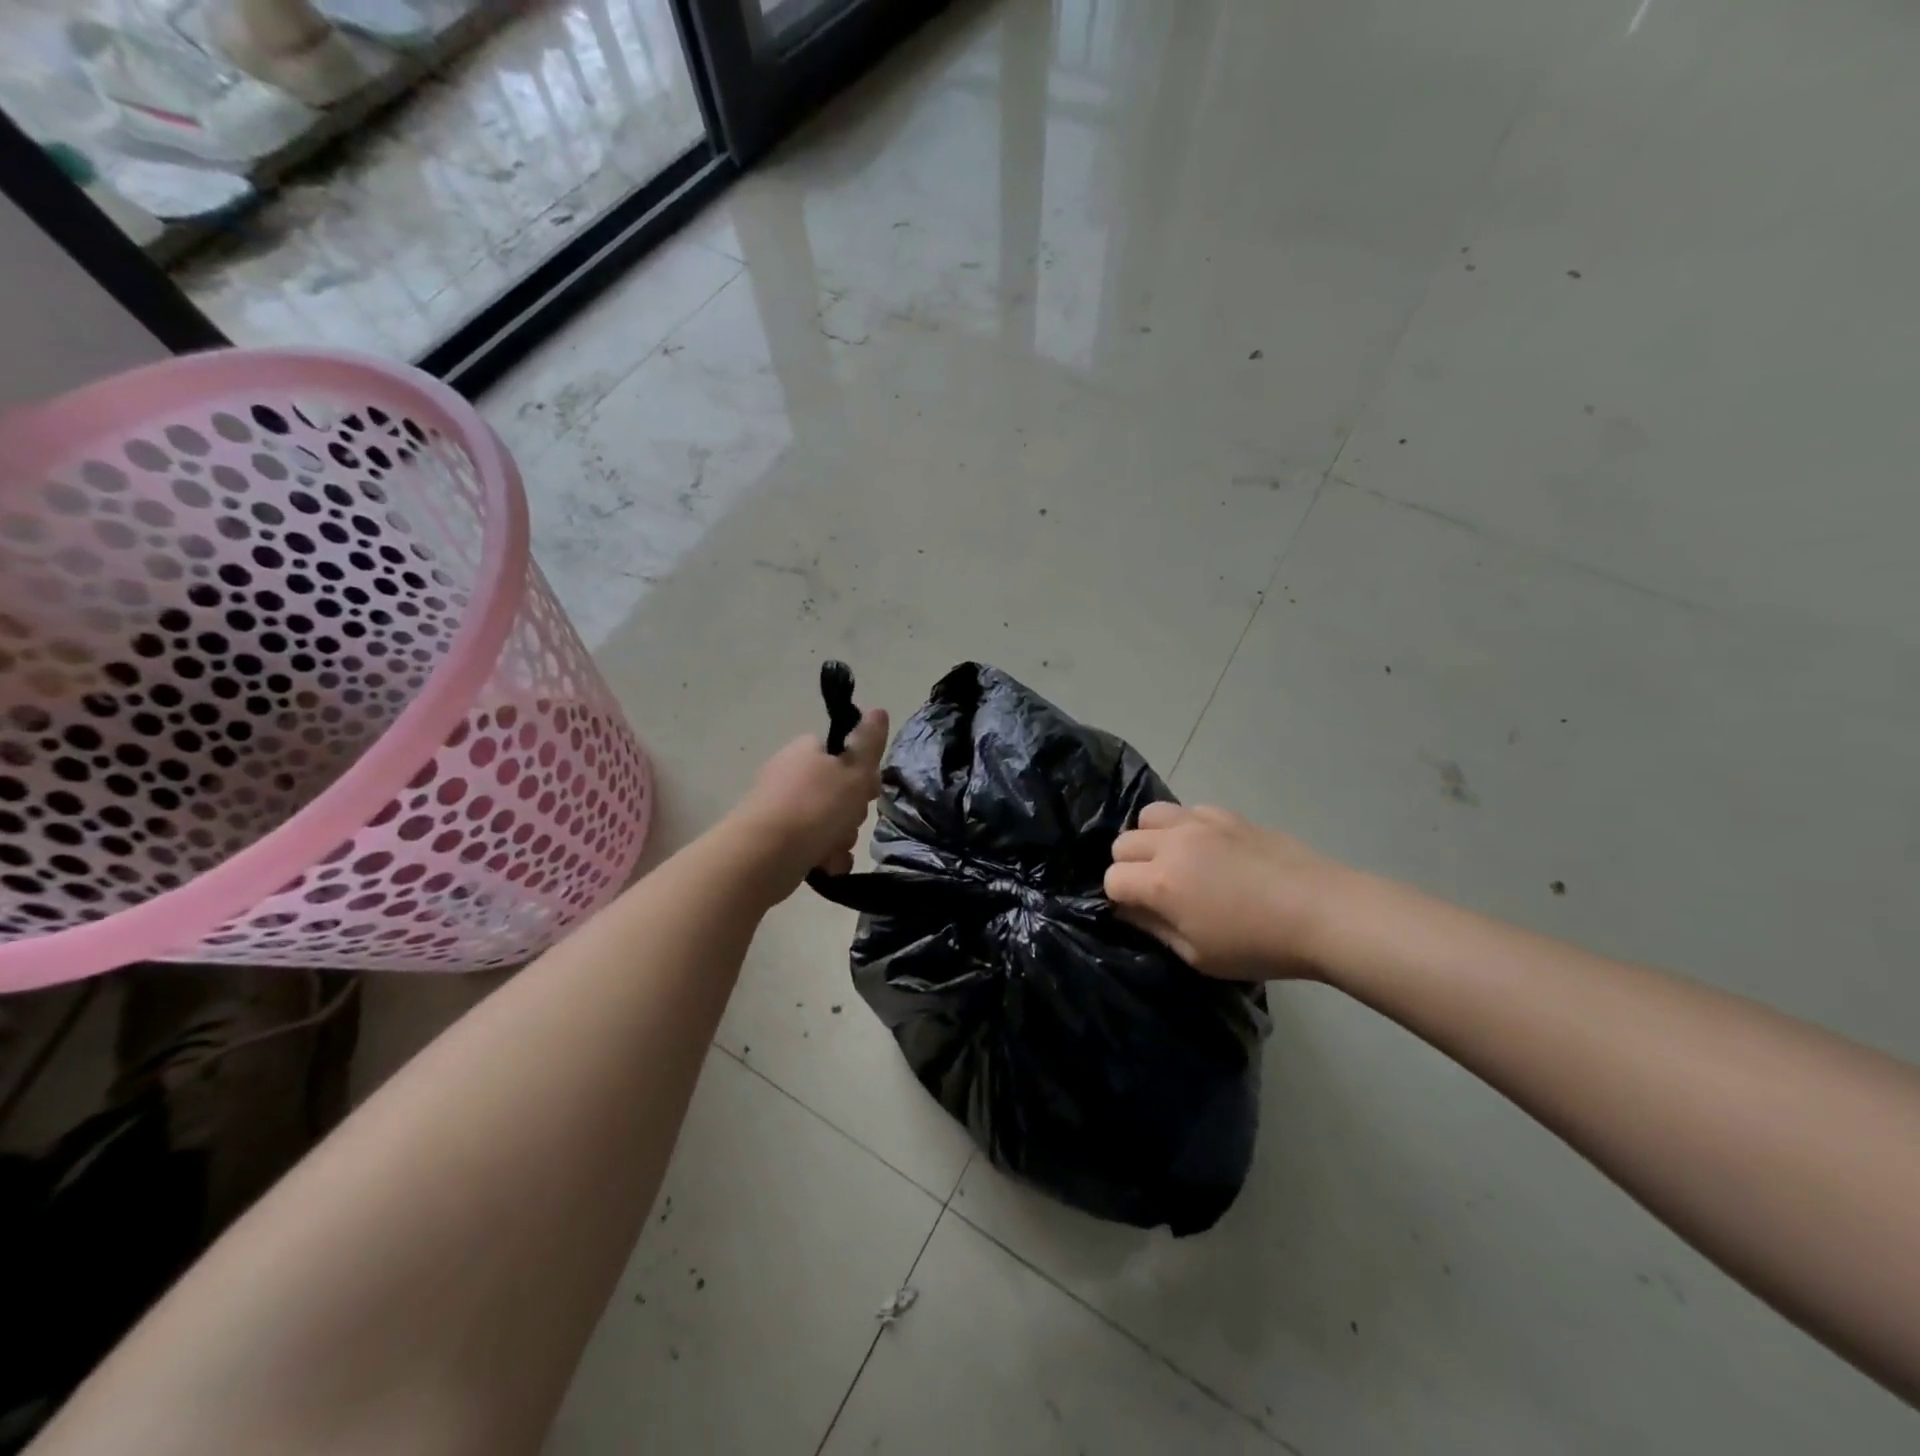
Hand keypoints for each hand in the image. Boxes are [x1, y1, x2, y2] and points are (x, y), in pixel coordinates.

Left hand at [728, 709, 889, 893]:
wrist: (763, 856)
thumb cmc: (815, 806)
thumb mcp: (854, 771)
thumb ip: (869, 743)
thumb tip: (878, 710)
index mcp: (806, 750)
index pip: (843, 753)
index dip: (863, 773)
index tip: (869, 791)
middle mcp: (791, 774)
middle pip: (838, 791)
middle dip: (852, 812)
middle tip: (850, 820)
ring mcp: (780, 807)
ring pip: (828, 821)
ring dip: (840, 838)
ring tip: (834, 849)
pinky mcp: (774, 839)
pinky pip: (812, 844)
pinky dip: (823, 856)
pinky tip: (826, 866)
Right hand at [1104, 803, 1349, 979]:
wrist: (1321, 911)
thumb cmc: (1258, 945)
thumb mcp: (1199, 955)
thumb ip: (1155, 929)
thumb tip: (1128, 911)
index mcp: (1160, 883)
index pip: (1112, 879)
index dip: (1118, 898)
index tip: (1136, 913)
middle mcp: (1172, 844)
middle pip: (1123, 842)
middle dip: (1128, 866)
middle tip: (1152, 888)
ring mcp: (1200, 823)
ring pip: (1150, 815)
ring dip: (1150, 838)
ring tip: (1171, 859)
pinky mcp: (1227, 815)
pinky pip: (1188, 810)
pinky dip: (1185, 827)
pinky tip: (1206, 848)